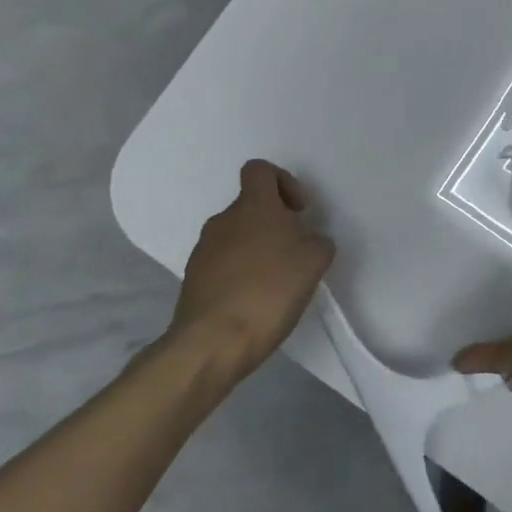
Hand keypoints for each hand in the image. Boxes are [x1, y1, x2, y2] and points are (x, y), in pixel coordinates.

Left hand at [161, 160, 334, 391]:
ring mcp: (203, 249)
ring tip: (276, 282)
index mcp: (253, 206)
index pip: (260, 170)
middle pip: (251, 206)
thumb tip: (308, 241)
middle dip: (275, 223)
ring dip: (257, 249)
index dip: (283, 182)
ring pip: (237, 235)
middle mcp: (224, 220)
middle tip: (295, 253)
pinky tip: (255, 300)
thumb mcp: (315, 262)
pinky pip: (223, 263)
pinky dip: (241, 273)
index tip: (298, 211)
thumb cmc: (270, 290)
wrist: (213, 341)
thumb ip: (318, 242)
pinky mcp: (193, 278)